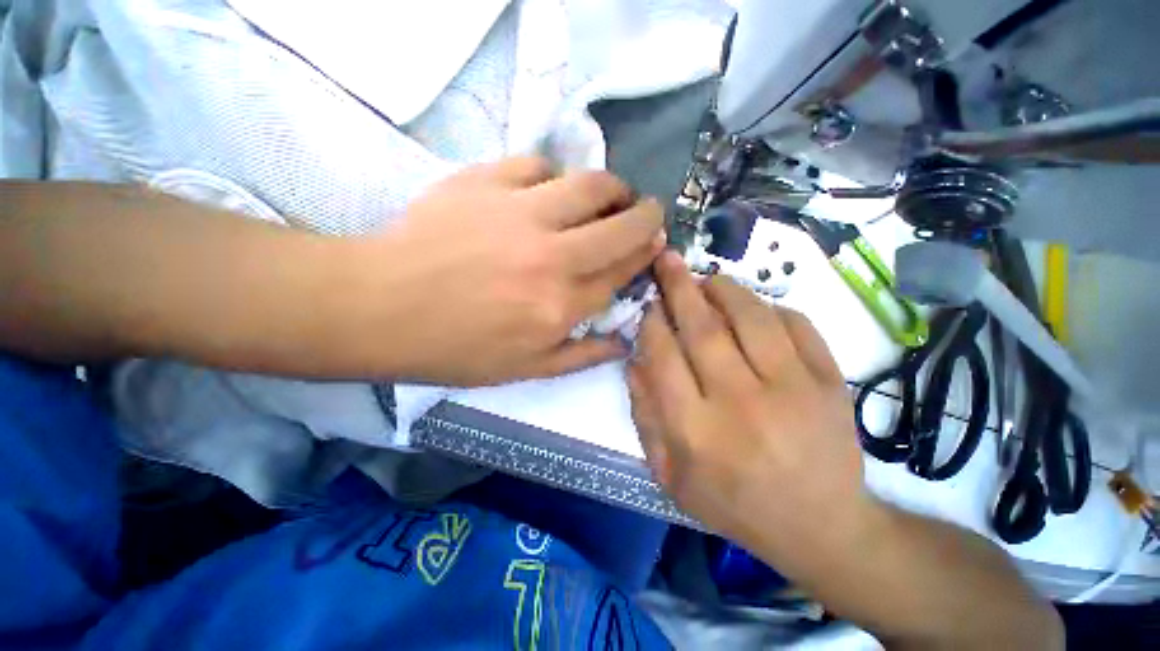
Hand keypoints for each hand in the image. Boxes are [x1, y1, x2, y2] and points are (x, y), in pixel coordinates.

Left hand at [359, 157, 664, 384]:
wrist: (381, 309)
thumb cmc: (456, 348)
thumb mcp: (526, 369)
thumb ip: (582, 356)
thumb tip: (624, 342)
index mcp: (561, 306)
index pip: (622, 272)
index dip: (644, 255)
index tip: (654, 244)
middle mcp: (552, 258)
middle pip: (620, 227)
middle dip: (647, 216)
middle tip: (649, 211)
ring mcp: (519, 214)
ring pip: (589, 185)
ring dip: (612, 187)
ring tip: (611, 193)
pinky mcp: (485, 183)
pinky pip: (537, 164)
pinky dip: (553, 173)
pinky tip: (549, 187)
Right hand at [628, 251, 870, 560]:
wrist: (822, 527)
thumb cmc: (735, 504)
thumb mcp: (670, 476)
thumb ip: (645, 418)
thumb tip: (634, 363)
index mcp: (696, 431)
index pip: (663, 357)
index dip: (651, 322)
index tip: (648, 304)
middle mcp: (740, 403)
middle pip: (703, 329)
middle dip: (679, 287)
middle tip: (668, 260)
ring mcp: (792, 389)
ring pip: (751, 317)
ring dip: (724, 289)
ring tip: (708, 279)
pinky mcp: (830, 382)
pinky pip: (796, 325)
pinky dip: (770, 308)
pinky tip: (753, 309)